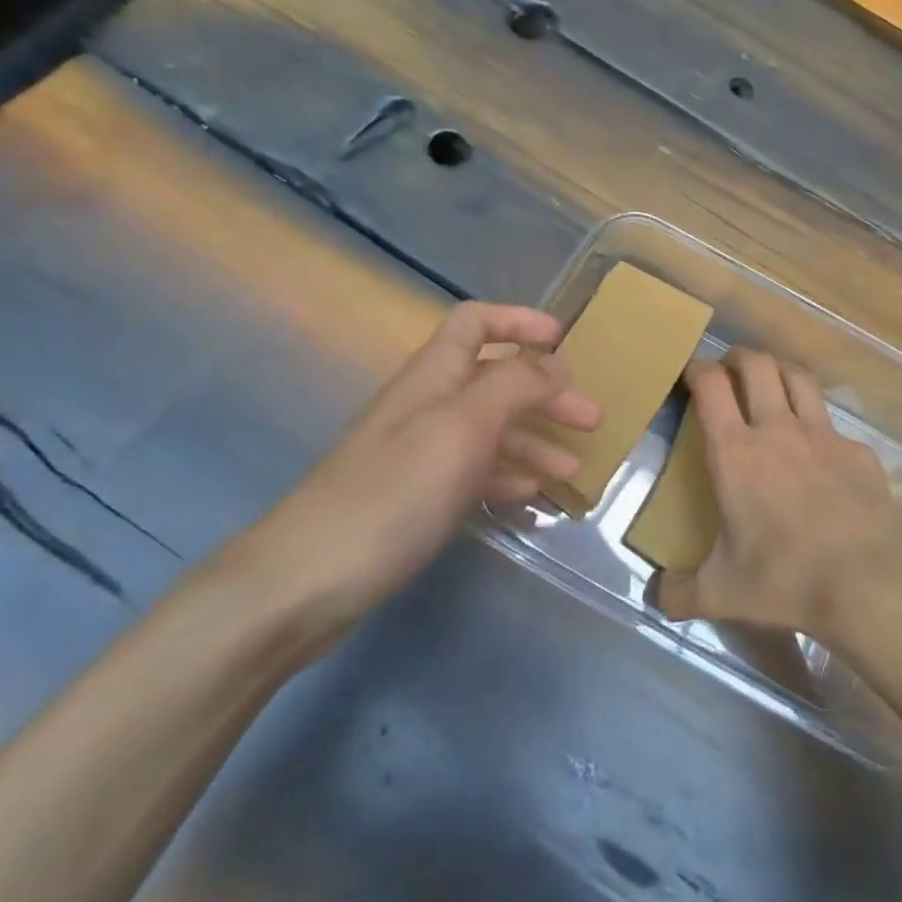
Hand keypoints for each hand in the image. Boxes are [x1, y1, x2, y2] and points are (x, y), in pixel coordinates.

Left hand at [221, 302, 601, 656]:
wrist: (308, 580)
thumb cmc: (394, 492)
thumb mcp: (464, 427)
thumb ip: (514, 386)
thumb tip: (554, 362)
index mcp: (434, 375)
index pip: (476, 322)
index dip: (520, 321)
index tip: (564, 340)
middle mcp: (428, 404)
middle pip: (495, 379)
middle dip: (545, 392)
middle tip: (593, 419)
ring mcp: (420, 453)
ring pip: (489, 429)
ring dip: (534, 440)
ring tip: (573, 470)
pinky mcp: (416, 497)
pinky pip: (474, 472)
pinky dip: (507, 476)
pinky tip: (531, 496)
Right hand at [649, 348, 901, 638]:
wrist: (867, 587)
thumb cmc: (784, 580)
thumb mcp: (721, 593)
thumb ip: (680, 593)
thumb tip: (657, 598)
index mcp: (736, 452)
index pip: (711, 384)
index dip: (698, 368)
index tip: (692, 373)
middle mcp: (778, 429)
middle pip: (757, 364)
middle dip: (739, 356)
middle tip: (730, 370)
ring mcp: (823, 436)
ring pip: (799, 377)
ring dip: (780, 371)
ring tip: (772, 383)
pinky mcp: (858, 452)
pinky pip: (833, 424)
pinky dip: (818, 425)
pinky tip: (819, 452)